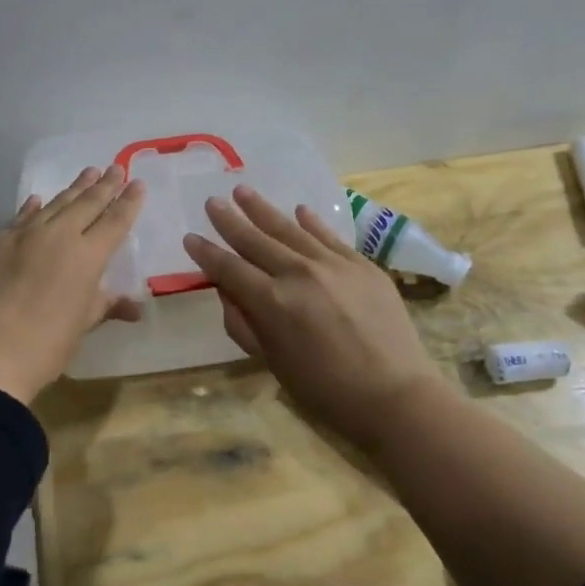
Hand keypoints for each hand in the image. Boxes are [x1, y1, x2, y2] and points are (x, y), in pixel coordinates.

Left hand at [0, 166, 146, 403]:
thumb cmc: (45, 346)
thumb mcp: (82, 325)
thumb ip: (106, 305)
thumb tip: (134, 306)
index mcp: (87, 256)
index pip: (115, 221)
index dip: (128, 202)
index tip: (137, 184)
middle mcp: (58, 235)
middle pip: (86, 204)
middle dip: (104, 186)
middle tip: (115, 168)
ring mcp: (22, 236)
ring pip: (53, 204)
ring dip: (73, 189)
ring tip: (88, 173)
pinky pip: (19, 219)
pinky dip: (32, 208)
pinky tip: (37, 200)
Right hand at [183, 184, 447, 442]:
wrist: (395, 394)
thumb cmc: (325, 390)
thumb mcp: (272, 363)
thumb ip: (244, 324)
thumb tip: (227, 291)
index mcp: (272, 302)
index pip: (229, 269)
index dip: (207, 253)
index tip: (190, 237)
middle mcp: (298, 273)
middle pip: (255, 240)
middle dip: (230, 221)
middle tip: (212, 202)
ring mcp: (333, 264)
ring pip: (290, 229)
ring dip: (263, 210)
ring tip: (243, 191)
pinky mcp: (362, 265)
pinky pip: (330, 236)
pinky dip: (312, 222)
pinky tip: (299, 210)